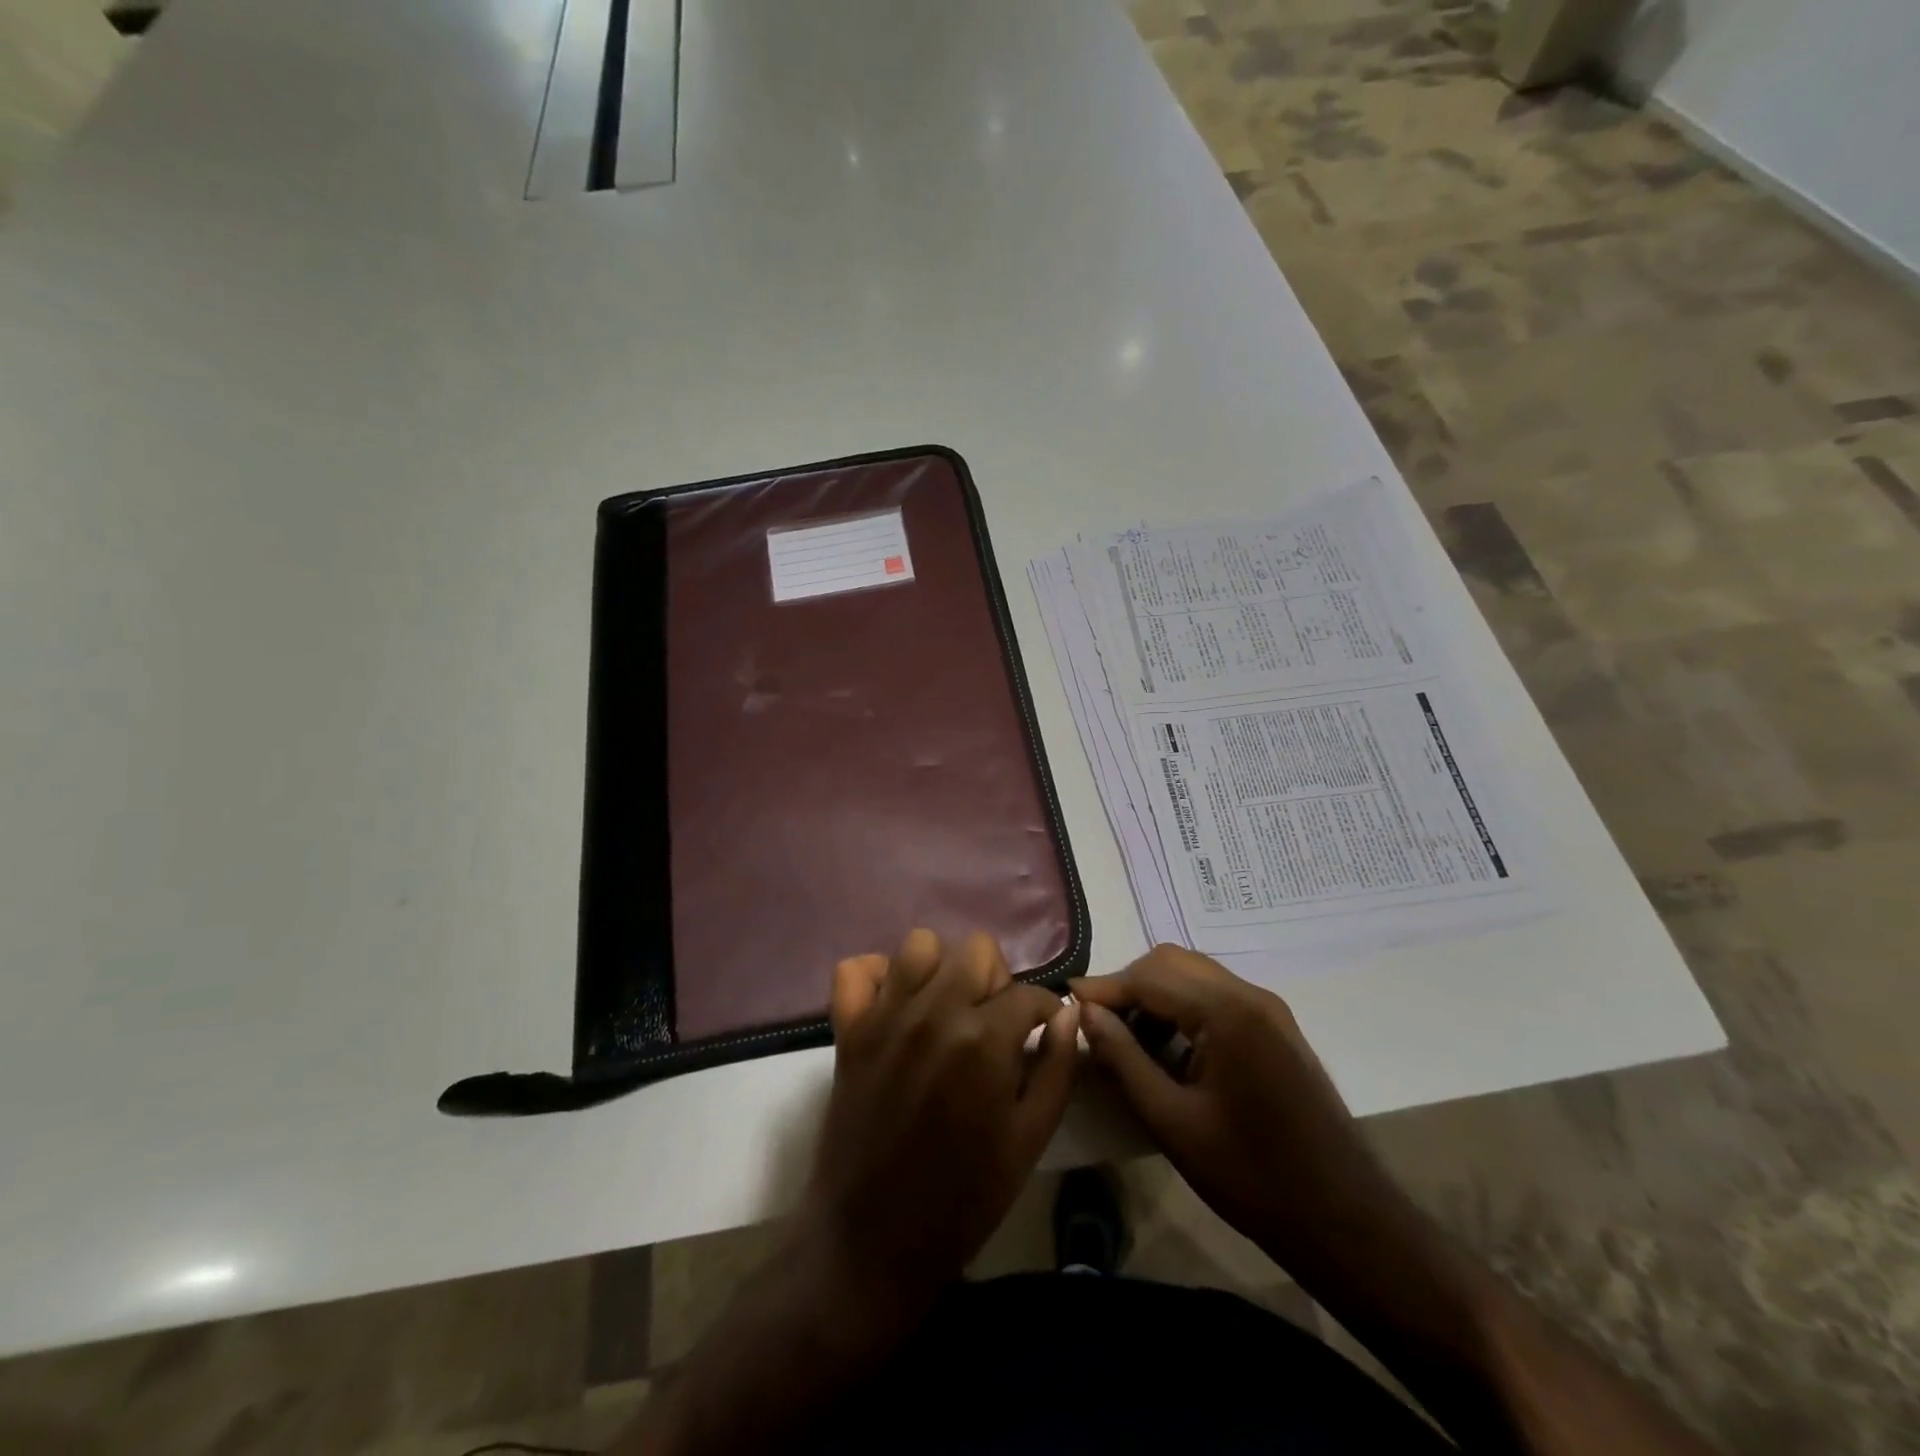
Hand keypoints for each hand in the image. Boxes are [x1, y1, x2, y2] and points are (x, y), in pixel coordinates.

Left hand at [797, 928, 1079, 1323]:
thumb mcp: (1030, 1140)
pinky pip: (856, 969)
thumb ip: (1057, 1067)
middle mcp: (934, 1010)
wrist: (873, 1241)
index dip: (1044, 1010)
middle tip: (993, 1023)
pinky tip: (895, 1007)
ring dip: (941, 970)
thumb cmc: (964, 1198)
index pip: (1028, 992)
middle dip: (995, 981)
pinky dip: (877, 977)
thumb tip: (1066, 1012)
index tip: (1041, 1030)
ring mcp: (885, 1015)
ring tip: (945, 1010)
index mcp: (985, 1039)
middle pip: (977, 950)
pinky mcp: (848, 1028)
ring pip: (920, 945)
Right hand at [1073, 944, 1407, 1278]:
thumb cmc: (1251, 1177)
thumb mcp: (1172, 1120)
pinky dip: (1183, 1009)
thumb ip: (1124, 1058)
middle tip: (1098, 1023)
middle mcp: (1251, 995)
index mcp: (1228, 1013)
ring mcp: (1269, 1009)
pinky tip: (1168, 1050)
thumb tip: (1086, 1011)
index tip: (1067, 998)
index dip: (1104, 986)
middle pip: (1173, 963)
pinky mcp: (1276, 1028)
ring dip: (1155, 996)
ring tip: (1127, 1040)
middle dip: (1129, 985)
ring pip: (1194, 975)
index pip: (1149, 976)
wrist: (1346, 1221)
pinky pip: (1216, 997)